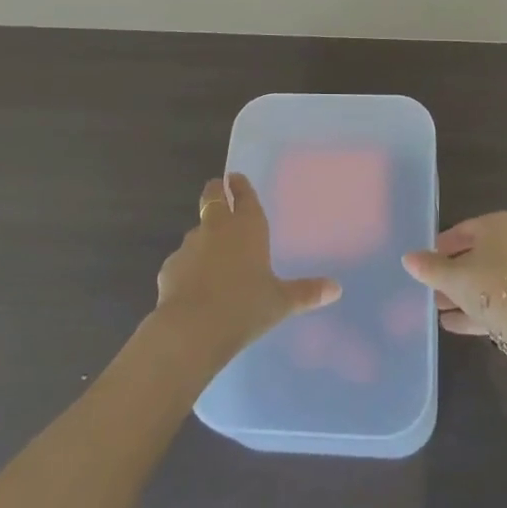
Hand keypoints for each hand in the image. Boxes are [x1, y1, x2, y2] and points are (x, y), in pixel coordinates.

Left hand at [153, 174, 341, 364]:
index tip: (235, 177)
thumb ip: (306, 293)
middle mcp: (217, 227)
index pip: (243, 194)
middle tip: (219, 190)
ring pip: (196, 231)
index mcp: (247, 226)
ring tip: (210, 254)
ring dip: (203, 236)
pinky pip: (182, 261)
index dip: (239, 184)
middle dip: (216, 191)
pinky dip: (188, 267)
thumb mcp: (280, 302)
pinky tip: (193, 286)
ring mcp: (190, 245)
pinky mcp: (169, 266)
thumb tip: (337, 289)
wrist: (191, 330)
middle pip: (212, 197)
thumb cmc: (244, 308)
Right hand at [401, 211, 506, 338]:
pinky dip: (477, 309)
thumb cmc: (490, 284)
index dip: (442, 247)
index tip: (426, 262)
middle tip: (430, 287)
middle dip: (451, 273)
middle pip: (476, 256)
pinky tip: (453, 324)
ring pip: (487, 280)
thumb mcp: (452, 276)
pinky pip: (498, 301)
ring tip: (437, 308)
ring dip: (462, 293)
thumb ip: (429, 267)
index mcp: (497, 225)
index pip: (463, 230)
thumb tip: (407, 258)